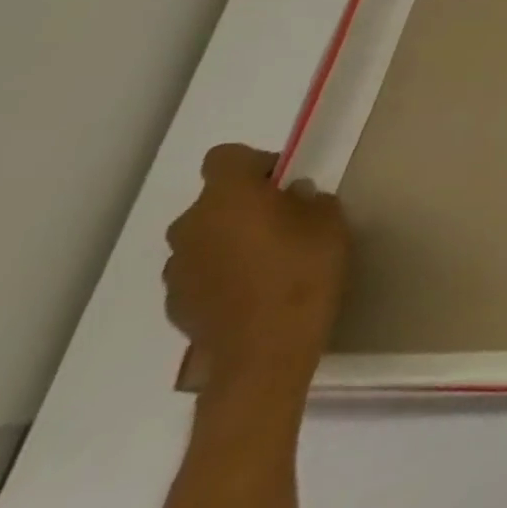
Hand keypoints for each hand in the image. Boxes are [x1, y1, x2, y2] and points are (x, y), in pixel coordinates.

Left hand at [163, 144, 348, 394]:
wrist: (265, 350)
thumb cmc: (304, 271)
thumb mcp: (330, 222)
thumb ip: (308, 200)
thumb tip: (292, 198)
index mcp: (227, 198)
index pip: (226, 157)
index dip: (256, 162)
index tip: (284, 181)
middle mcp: (191, 227)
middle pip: (214, 199)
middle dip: (246, 203)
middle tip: (287, 219)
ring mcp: (177, 268)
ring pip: (207, 236)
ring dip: (232, 238)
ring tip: (272, 258)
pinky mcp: (177, 301)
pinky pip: (202, 269)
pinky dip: (224, 270)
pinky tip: (255, 288)